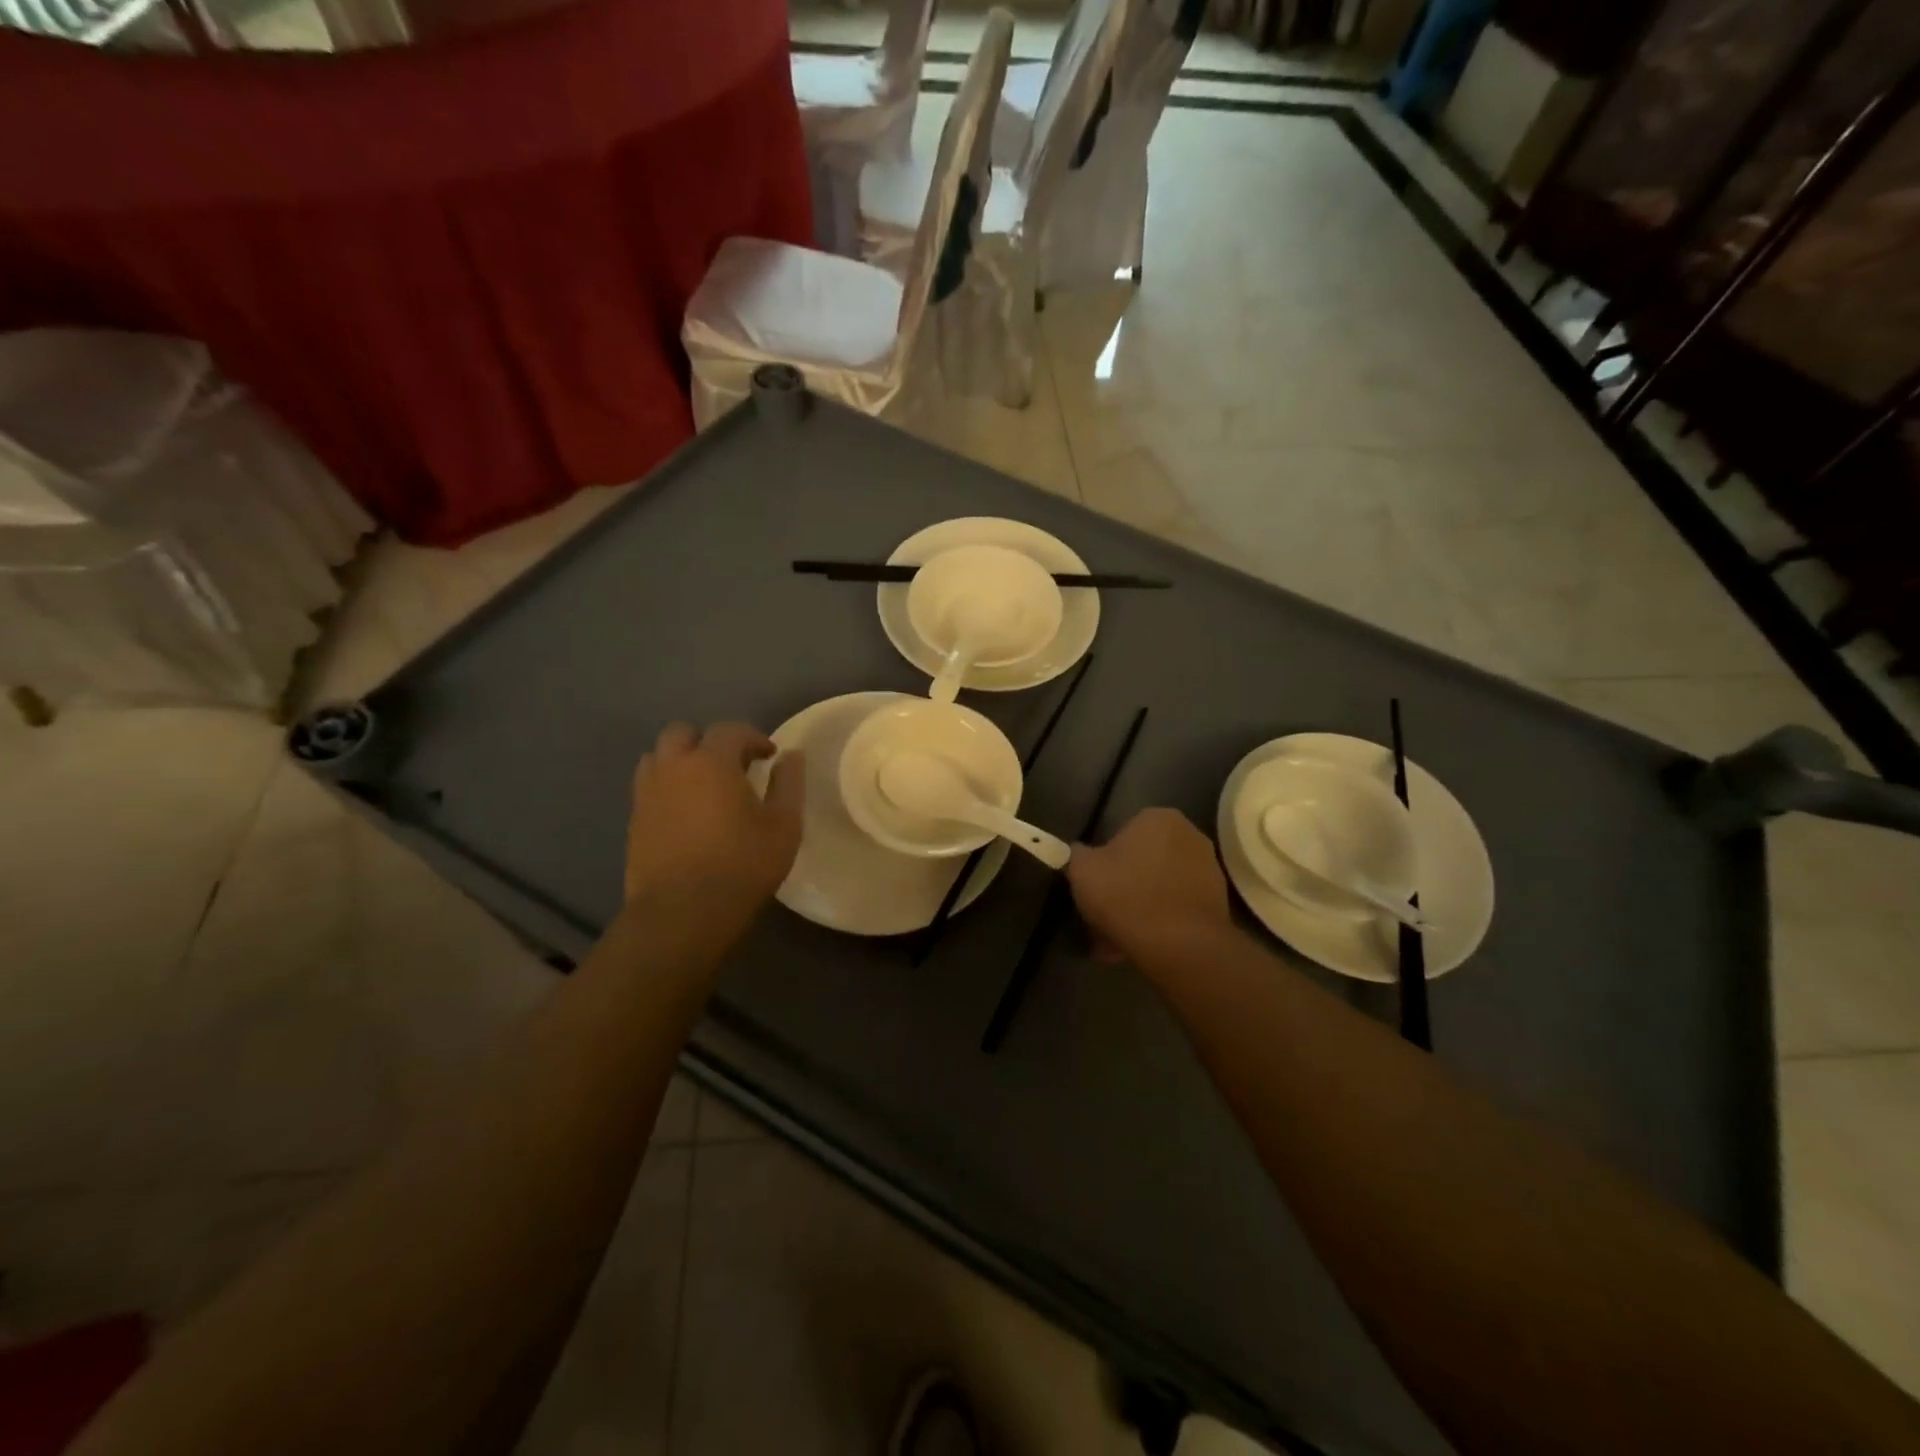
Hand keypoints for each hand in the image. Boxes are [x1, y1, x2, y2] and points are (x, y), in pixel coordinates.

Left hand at [623, 722, 803, 929]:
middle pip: (682, 733)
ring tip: (703, 785)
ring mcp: (647, 794)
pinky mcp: (634, 821)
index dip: (753, 737)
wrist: (683, 912)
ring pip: (657, 757)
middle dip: (708, 741)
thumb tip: (791, 756)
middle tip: (731, 765)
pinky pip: (649, 788)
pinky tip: (686, 813)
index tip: (770, 755)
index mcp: (711, 761)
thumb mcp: (784, 825)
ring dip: (681, 761)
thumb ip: (789, 784)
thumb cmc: (742, 864)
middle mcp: (673, 767)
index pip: (730, 730)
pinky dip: (667, 788)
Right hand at [1066, 808, 1230, 967]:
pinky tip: (1139, 945)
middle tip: (1102, 914)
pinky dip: (1159, 923)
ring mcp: (1209, 870)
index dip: (1104, 861)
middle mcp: (1190, 835)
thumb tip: (1079, 853)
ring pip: (1159, 887)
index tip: (1094, 885)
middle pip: (1144, 861)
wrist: (1180, 944)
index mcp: (1158, 818)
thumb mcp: (1082, 870)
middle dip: (1123, 886)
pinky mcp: (1218, 903)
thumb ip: (1076, 855)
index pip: (1122, 833)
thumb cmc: (1126, 894)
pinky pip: (1176, 908)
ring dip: (1139, 907)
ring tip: (1116, 939)